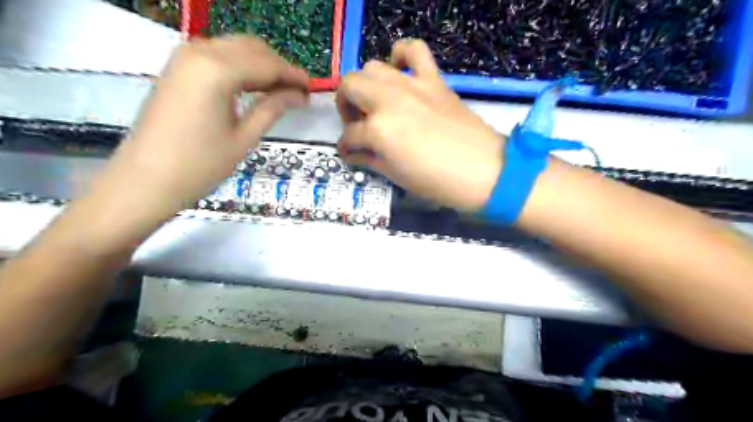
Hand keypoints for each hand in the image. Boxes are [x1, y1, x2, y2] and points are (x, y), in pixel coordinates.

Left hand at [103, 35, 308, 213]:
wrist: (146, 180)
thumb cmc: (200, 165)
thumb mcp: (244, 137)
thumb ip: (273, 108)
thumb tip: (299, 94)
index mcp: (217, 70)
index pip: (267, 64)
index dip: (293, 75)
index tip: (312, 88)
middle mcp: (199, 52)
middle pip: (252, 49)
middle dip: (278, 67)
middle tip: (297, 92)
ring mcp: (184, 57)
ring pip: (235, 49)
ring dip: (261, 65)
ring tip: (280, 92)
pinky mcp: (177, 67)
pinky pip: (218, 56)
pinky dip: (241, 67)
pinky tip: (253, 87)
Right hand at [340, 39, 505, 212]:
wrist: (484, 171)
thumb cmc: (438, 182)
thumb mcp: (397, 176)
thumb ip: (370, 160)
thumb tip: (354, 153)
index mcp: (378, 130)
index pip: (349, 135)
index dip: (346, 147)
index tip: (350, 153)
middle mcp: (389, 100)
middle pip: (350, 86)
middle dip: (346, 106)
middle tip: (358, 124)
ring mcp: (412, 85)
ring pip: (373, 67)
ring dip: (367, 85)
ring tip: (377, 103)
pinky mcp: (434, 80)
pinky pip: (414, 50)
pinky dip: (402, 55)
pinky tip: (401, 71)